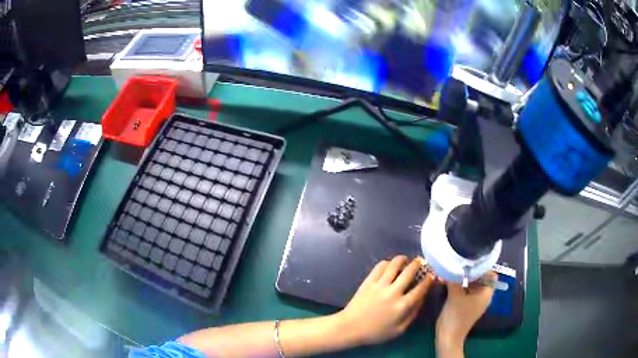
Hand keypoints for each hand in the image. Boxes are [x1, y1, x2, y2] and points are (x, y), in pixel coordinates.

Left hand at [336, 256, 433, 344]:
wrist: (350, 328)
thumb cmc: (376, 332)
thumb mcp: (399, 330)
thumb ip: (413, 314)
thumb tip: (422, 299)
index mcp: (402, 306)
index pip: (421, 288)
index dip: (429, 279)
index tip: (433, 275)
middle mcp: (393, 292)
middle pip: (409, 271)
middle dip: (418, 264)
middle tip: (421, 262)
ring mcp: (380, 285)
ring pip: (394, 264)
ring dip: (403, 259)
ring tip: (406, 259)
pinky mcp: (368, 281)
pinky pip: (380, 266)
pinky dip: (387, 263)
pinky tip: (390, 265)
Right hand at [436, 271, 496, 352]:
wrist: (448, 338)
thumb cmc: (455, 316)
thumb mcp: (454, 295)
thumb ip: (454, 279)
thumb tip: (450, 265)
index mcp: (486, 293)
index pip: (491, 273)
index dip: (482, 266)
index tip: (470, 260)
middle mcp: (483, 296)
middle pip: (481, 278)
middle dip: (470, 271)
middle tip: (458, 263)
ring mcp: (474, 301)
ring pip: (472, 284)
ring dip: (463, 278)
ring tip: (452, 271)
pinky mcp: (466, 305)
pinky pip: (466, 291)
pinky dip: (459, 286)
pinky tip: (448, 281)